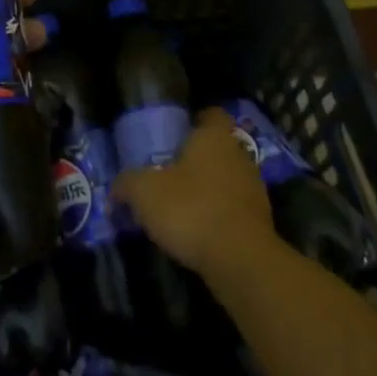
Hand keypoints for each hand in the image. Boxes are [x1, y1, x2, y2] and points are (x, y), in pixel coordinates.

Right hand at [115, 109, 274, 274]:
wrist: (241, 261)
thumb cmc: (191, 208)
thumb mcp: (144, 192)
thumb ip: (126, 184)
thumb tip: (115, 189)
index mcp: (214, 136)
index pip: (211, 114)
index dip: (194, 120)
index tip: (175, 133)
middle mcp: (239, 155)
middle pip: (218, 148)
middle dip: (196, 158)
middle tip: (169, 171)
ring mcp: (254, 190)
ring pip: (227, 179)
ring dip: (208, 189)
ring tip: (180, 205)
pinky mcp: (260, 222)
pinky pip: (233, 209)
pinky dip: (218, 215)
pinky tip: (197, 230)